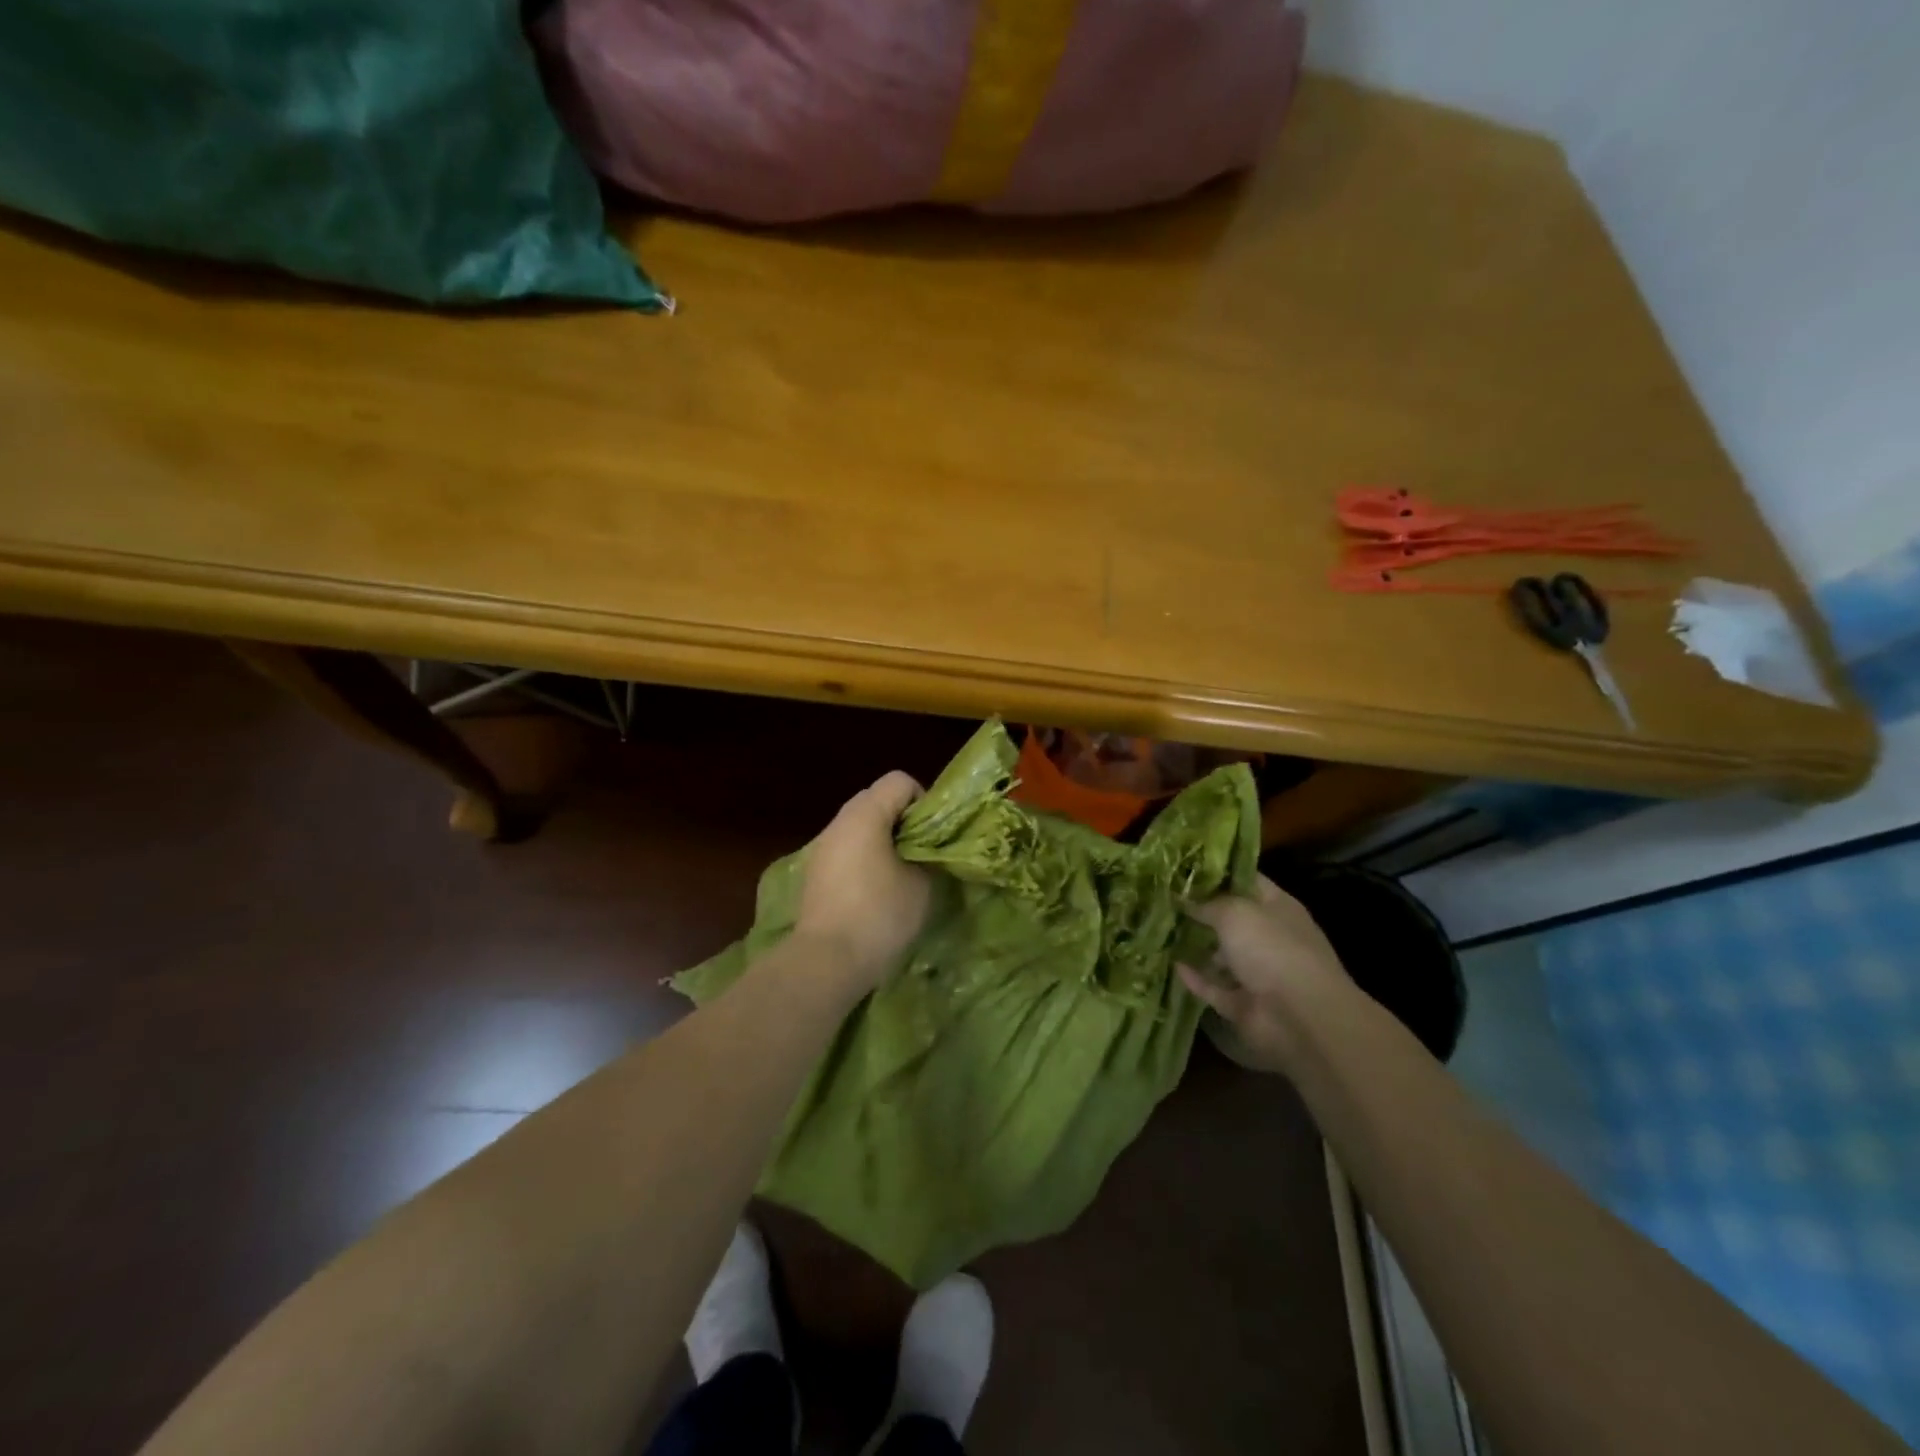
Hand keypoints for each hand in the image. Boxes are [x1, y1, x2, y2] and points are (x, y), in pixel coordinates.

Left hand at [793, 771, 931, 993]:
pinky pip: (846, 848)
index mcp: (865, 815)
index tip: (932, 835)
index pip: (899, 781)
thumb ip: (929, 855)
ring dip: (882, 839)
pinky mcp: (814, 872)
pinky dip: (863, 857)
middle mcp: (839, 822)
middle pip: (876, 799)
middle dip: (902, 819)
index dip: (922, 801)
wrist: (826, 960)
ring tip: (899, 873)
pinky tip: (874, 890)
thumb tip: (928, 851)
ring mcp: (822, 847)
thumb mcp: (922, 884)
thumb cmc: (879, 915)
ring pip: (859, 825)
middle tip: (920, 852)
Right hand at [1178, 875, 1348, 1073]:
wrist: (1300, 1018)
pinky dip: (1196, 979)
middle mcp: (1269, 937)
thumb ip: (1206, 903)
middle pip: (1231, 919)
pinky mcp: (1244, 1004)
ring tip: (1162, 930)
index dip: (1217, 872)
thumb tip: (1182, 898)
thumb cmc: (1272, 949)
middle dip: (1201, 910)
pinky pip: (1214, 987)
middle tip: (1165, 898)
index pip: (1246, 881)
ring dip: (1197, 945)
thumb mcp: (1235, 912)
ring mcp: (1258, 973)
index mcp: (1277, 908)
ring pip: (1222, 955)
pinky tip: (1172, 965)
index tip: (1183, 866)